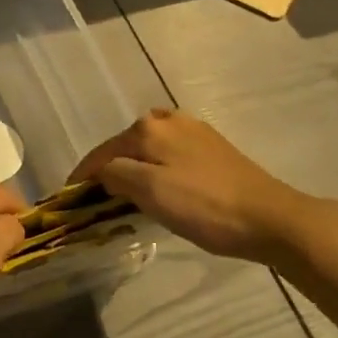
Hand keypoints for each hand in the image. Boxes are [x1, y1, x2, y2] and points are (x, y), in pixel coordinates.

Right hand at [71, 108, 322, 262]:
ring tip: (125, 194)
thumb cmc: (204, 207)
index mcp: (148, 128)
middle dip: (108, 170)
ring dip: (133, 169)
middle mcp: (168, 119)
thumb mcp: (150, 193)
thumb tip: (102, 172)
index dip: (82, 176)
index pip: (102, 153)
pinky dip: (156, 169)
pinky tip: (160, 186)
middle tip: (96, 200)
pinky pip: (170, 154)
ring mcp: (194, 131)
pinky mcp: (213, 147)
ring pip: (148, 149)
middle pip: (125, 147)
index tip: (67, 197)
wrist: (270, 218)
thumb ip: (115, 176)